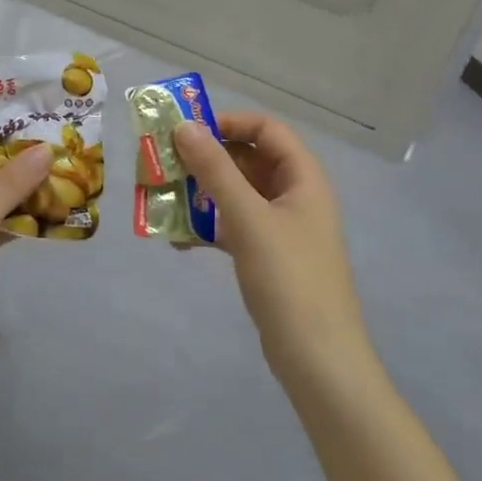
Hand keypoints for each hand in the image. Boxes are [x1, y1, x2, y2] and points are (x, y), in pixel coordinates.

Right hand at [172, 112, 371, 381]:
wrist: (317, 358)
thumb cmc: (288, 278)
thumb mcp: (248, 217)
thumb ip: (215, 169)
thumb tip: (185, 126)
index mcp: (303, 178)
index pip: (267, 129)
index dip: (229, 123)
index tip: (188, 132)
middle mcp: (295, 195)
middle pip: (249, 159)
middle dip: (207, 159)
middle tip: (165, 163)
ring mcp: (282, 227)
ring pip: (238, 194)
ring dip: (202, 193)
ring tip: (164, 198)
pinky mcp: (268, 256)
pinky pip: (234, 225)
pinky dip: (208, 226)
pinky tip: (178, 239)